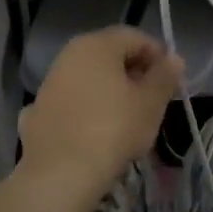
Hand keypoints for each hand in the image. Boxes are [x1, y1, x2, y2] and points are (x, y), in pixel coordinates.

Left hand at [18, 26, 180, 195]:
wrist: (59, 174)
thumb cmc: (112, 129)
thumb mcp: (150, 104)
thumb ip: (165, 77)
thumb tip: (174, 59)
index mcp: (98, 44)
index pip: (135, 37)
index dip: (158, 55)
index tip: (171, 81)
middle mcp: (70, 54)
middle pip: (110, 55)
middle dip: (134, 73)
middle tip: (153, 101)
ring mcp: (51, 82)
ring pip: (90, 78)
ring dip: (110, 91)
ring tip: (127, 120)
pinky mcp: (39, 110)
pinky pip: (73, 101)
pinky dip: (87, 109)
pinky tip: (96, 133)